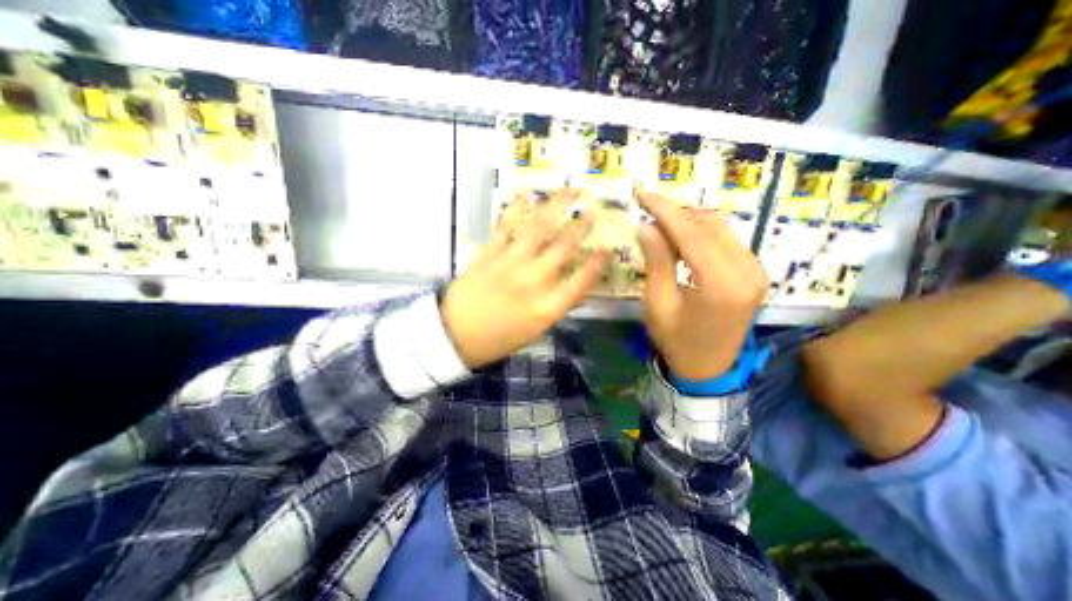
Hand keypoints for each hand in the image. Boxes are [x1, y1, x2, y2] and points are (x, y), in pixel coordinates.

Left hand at [443, 190, 611, 370]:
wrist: (456, 333)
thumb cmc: (499, 338)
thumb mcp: (536, 330)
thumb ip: (557, 306)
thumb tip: (577, 287)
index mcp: (547, 306)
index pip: (582, 280)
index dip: (598, 263)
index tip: (607, 249)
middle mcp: (534, 280)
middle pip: (564, 247)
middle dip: (582, 227)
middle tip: (593, 212)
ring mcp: (511, 262)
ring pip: (539, 228)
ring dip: (557, 206)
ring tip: (572, 190)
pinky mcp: (491, 252)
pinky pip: (506, 225)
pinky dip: (516, 207)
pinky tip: (526, 192)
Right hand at [629, 192, 766, 380]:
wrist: (708, 369)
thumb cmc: (677, 341)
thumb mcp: (658, 304)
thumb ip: (656, 262)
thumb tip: (645, 226)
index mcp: (721, 285)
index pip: (692, 234)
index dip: (665, 210)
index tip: (642, 193)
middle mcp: (747, 272)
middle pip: (709, 226)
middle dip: (676, 213)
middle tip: (647, 210)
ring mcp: (756, 271)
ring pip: (720, 229)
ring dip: (688, 221)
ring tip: (660, 226)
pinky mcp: (754, 272)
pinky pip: (726, 240)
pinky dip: (701, 233)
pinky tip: (681, 239)